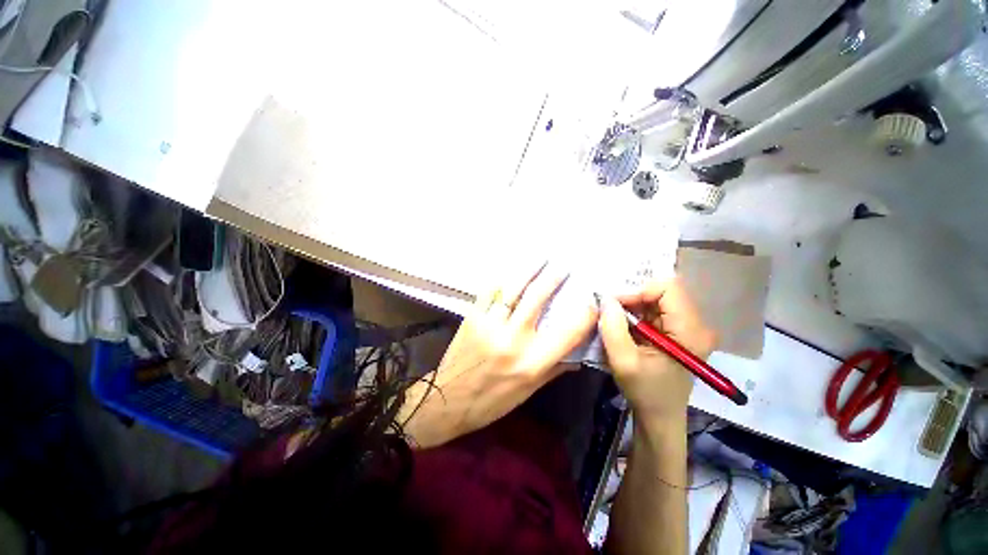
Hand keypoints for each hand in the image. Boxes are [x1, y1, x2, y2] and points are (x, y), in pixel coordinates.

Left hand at [400, 262, 596, 447]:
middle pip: (537, 299)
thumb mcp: (529, 391)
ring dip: (529, 271)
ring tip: (541, 258)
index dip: (585, 314)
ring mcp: (490, 324)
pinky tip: (511, 273)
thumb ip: (554, 368)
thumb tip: (578, 352)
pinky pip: (490, 292)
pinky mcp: (472, 317)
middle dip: (553, 279)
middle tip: (564, 266)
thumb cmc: (492, 401)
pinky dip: (502, 280)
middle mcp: (513, 339)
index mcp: (532, 363)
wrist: (448, 400)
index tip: (592, 299)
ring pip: (514, 289)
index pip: (568, 333)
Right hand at [598, 278, 715, 424]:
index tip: (616, 306)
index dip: (639, 291)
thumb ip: (613, 328)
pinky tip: (624, 327)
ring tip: (614, 320)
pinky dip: (635, 313)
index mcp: (690, 332)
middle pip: (662, 292)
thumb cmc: (645, 392)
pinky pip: (654, 309)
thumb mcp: (623, 361)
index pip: (668, 288)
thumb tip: (606, 298)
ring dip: (631, 305)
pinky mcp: (677, 331)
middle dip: (632, 298)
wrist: (659, 416)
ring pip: (656, 299)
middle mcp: (695, 324)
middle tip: (610, 312)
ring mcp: (687, 327)